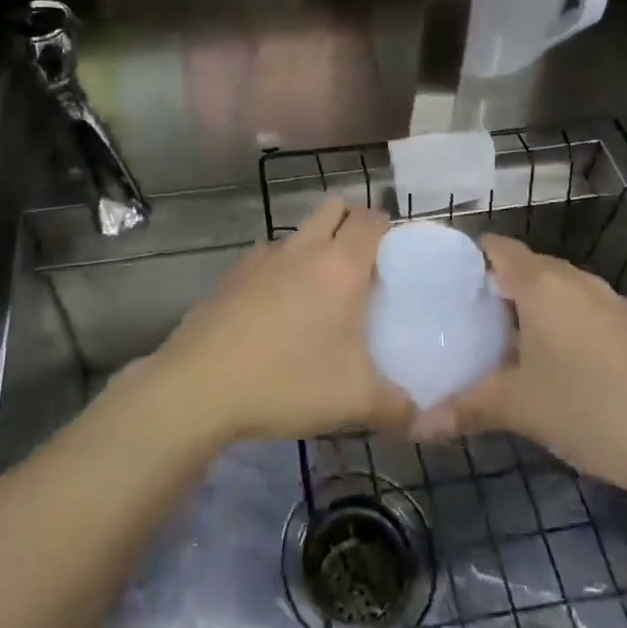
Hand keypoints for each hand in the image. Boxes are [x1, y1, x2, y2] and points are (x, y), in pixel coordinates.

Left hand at [149, 198, 412, 444]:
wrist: (201, 385)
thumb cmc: (289, 381)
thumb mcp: (356, 402)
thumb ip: (399, 407)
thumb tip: (425, 419)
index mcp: (340, 265)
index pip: (371, 219)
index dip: (387, 228)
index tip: (395, 256)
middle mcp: (303, 248)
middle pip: (334, 208)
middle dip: (352, 223)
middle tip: (363, 266)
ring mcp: (263, 257)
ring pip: (299, 233)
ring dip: (315, 248)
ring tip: (320, 295)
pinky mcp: (233, 274)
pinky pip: (269, 258)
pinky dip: (282, 272)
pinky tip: (277, 314)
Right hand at [410, 236, 626, 507]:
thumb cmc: (593, 409)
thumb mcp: (521, 409)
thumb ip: (466, 409)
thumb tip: (415, 426)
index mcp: (542, 283)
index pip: (494, 247)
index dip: (466, 261)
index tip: (443, 290)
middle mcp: (576, 280)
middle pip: (525, 267)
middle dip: (495, 290)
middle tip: (466, 324)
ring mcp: (612, 302)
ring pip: (558, 291)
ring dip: (531, 310)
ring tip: (505, 347)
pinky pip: (584, 311)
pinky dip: (563, 325)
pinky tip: (559, 368)